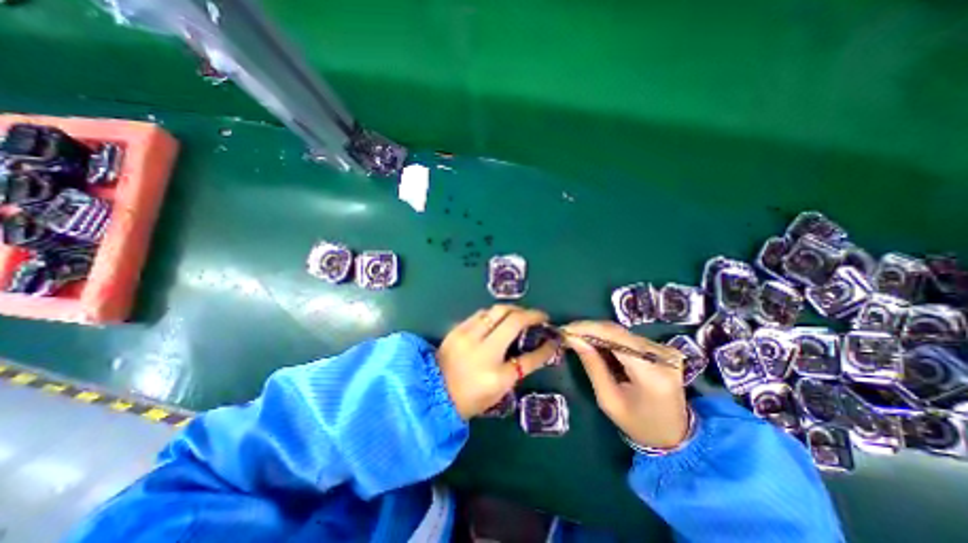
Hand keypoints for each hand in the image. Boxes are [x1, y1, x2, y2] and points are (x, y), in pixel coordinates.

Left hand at [439, 306, 559, 418]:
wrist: (434, 392)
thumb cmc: (471, 396)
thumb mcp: (500, 388)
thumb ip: (520, 367)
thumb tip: (540, 349)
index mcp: (495, 374)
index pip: (529, 357)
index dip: (546, 347)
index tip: (554, 336)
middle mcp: (481, 350)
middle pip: (512, 319)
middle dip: (530, 314)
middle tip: (537, 317)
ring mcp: (467, 336)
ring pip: (495, 310)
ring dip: (512, 310)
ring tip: (519, 315)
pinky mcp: (457, 329)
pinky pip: (481, 313)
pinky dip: (494, 314)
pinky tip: (498, 319)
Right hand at [564, 321, 691, 446]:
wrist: (675, 436)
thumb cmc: (638, 424)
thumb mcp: (608, 399)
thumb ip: (592, 365)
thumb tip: (573, 339)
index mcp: (651, 372)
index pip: (615, 336)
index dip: (588, 328)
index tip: (565, 329)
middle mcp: (662, 355)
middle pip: (618, 331)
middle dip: (589, 329)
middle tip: (568, 333)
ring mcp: (665, 350)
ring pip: (622, 332)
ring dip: (597, 333)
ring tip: (578, 338)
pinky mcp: (663, 349)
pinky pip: (628, 337)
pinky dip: (609, 338)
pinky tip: (595, 343)